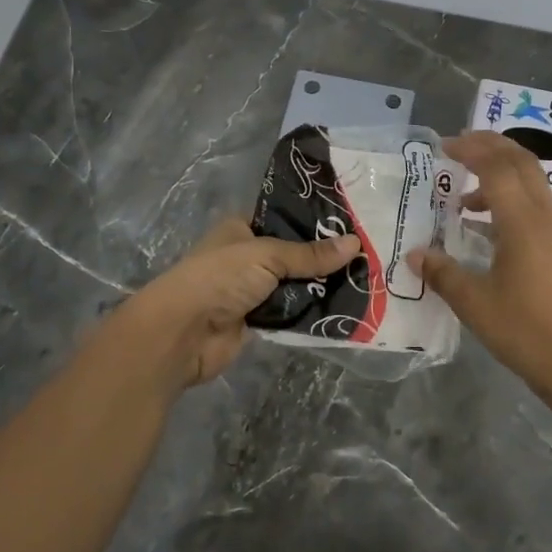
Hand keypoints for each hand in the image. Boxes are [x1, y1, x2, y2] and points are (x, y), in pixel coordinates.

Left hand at [107, 218, 360, 391]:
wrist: (183, 333)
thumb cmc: (220, 278)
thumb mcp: (267, 256)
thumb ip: (310, 254)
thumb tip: (355, 244)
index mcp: (242, 228)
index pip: (285, 217)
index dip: (315, 220)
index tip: (352, 221)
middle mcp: (248, 255)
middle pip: (294, 253)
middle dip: (325, 256)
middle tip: (368, 251)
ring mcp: (252, 289)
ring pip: (296, 284)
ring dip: (322, 285)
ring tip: (365, 278)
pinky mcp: (258, 320)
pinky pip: (292, 312)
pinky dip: (313, 311)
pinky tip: (346, 306)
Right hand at [412, 132, 551, 420]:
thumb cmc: (526, 333)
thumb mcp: (476, 305)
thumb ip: (443, 274)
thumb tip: (415, 254)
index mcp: (524, 225)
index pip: (498, 169)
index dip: (472, 150)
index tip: (445, 147)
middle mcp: (548, 219)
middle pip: (523, 163)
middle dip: (492, 146)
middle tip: (460, 146)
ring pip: (535, 186)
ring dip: (502, 178)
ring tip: (466, 202)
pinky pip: (541, 210)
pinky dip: (515, 203)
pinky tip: (493, 232)